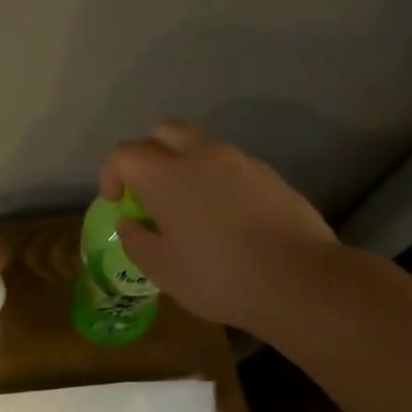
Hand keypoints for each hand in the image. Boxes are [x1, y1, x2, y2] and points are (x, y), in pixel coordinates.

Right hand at [99, 121, 338, 334]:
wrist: (299, 279)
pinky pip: (232, 168)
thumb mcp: (162, 270)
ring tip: (190, 209)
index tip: (117, 202)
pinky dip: (218, 182)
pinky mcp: (270, 176)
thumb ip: (137, 241)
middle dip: (149, 154)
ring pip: (202, 148)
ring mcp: (241, 162)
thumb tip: (131, 223)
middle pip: (166, 132)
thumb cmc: (217, 276)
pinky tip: (226, 220)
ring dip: (186, 168)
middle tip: (150, 191)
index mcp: (166, 176)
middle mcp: (202, 156)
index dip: (112, 173)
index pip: (125, 153)